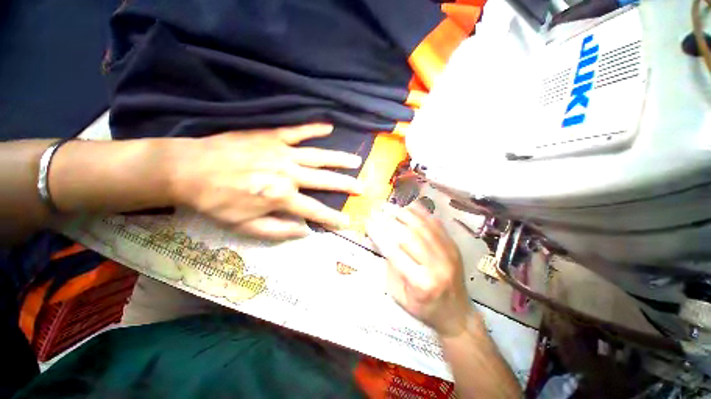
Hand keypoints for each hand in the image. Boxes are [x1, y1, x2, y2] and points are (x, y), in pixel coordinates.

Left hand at [167, 124, 363, 238]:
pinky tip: (329, 127)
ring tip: (356, 161)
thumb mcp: (246, 227)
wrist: (189, 169)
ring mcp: (282, 152)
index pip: (315, 211)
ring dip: (339, 159)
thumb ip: (279, 231)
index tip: (348, 222)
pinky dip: (314, 128)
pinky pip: (298, 131)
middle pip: (324, 180)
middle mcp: (288, 173)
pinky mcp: (272, 136)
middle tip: (362, 187)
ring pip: (318, 156)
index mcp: (281, 196)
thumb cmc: (217, 201)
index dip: (333, 218)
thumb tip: (306, 231)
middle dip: (345, 185)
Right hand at [366, 203, 472, 336]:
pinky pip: (436, 223)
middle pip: (409, 235)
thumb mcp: (399, 294)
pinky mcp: (453, 245)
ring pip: (422, 226)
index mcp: (421, 282)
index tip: (368, 222)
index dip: (379, 234)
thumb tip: (380, 239)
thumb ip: (390, 266)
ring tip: (388, 206)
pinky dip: (421, 212)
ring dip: (403, 213)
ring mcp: (448, 253)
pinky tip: (408, 205)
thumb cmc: (423, 307)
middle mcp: (436, 265)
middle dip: (389, 221)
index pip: (394, 252)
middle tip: (376, 212)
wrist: (456, 313)